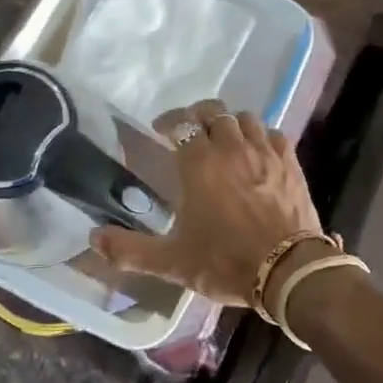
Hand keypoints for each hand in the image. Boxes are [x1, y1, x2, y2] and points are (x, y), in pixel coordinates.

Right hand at [90, 100, 322, 306]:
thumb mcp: (172, 262)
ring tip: (224, 138)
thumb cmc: (225, 262)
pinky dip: (261, 136)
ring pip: (246, 119)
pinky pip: (273, 135)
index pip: (182, 124)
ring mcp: (264, 152)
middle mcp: (232, 147)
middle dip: (199, 115)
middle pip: (215, 112)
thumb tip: (93, 238)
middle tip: (191, 129)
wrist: (287, 270)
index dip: (170, 122)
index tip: (161, 130)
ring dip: (231, 123)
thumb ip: (130, 249)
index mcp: (200, 163)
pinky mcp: (290, 163)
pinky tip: (257, 151)